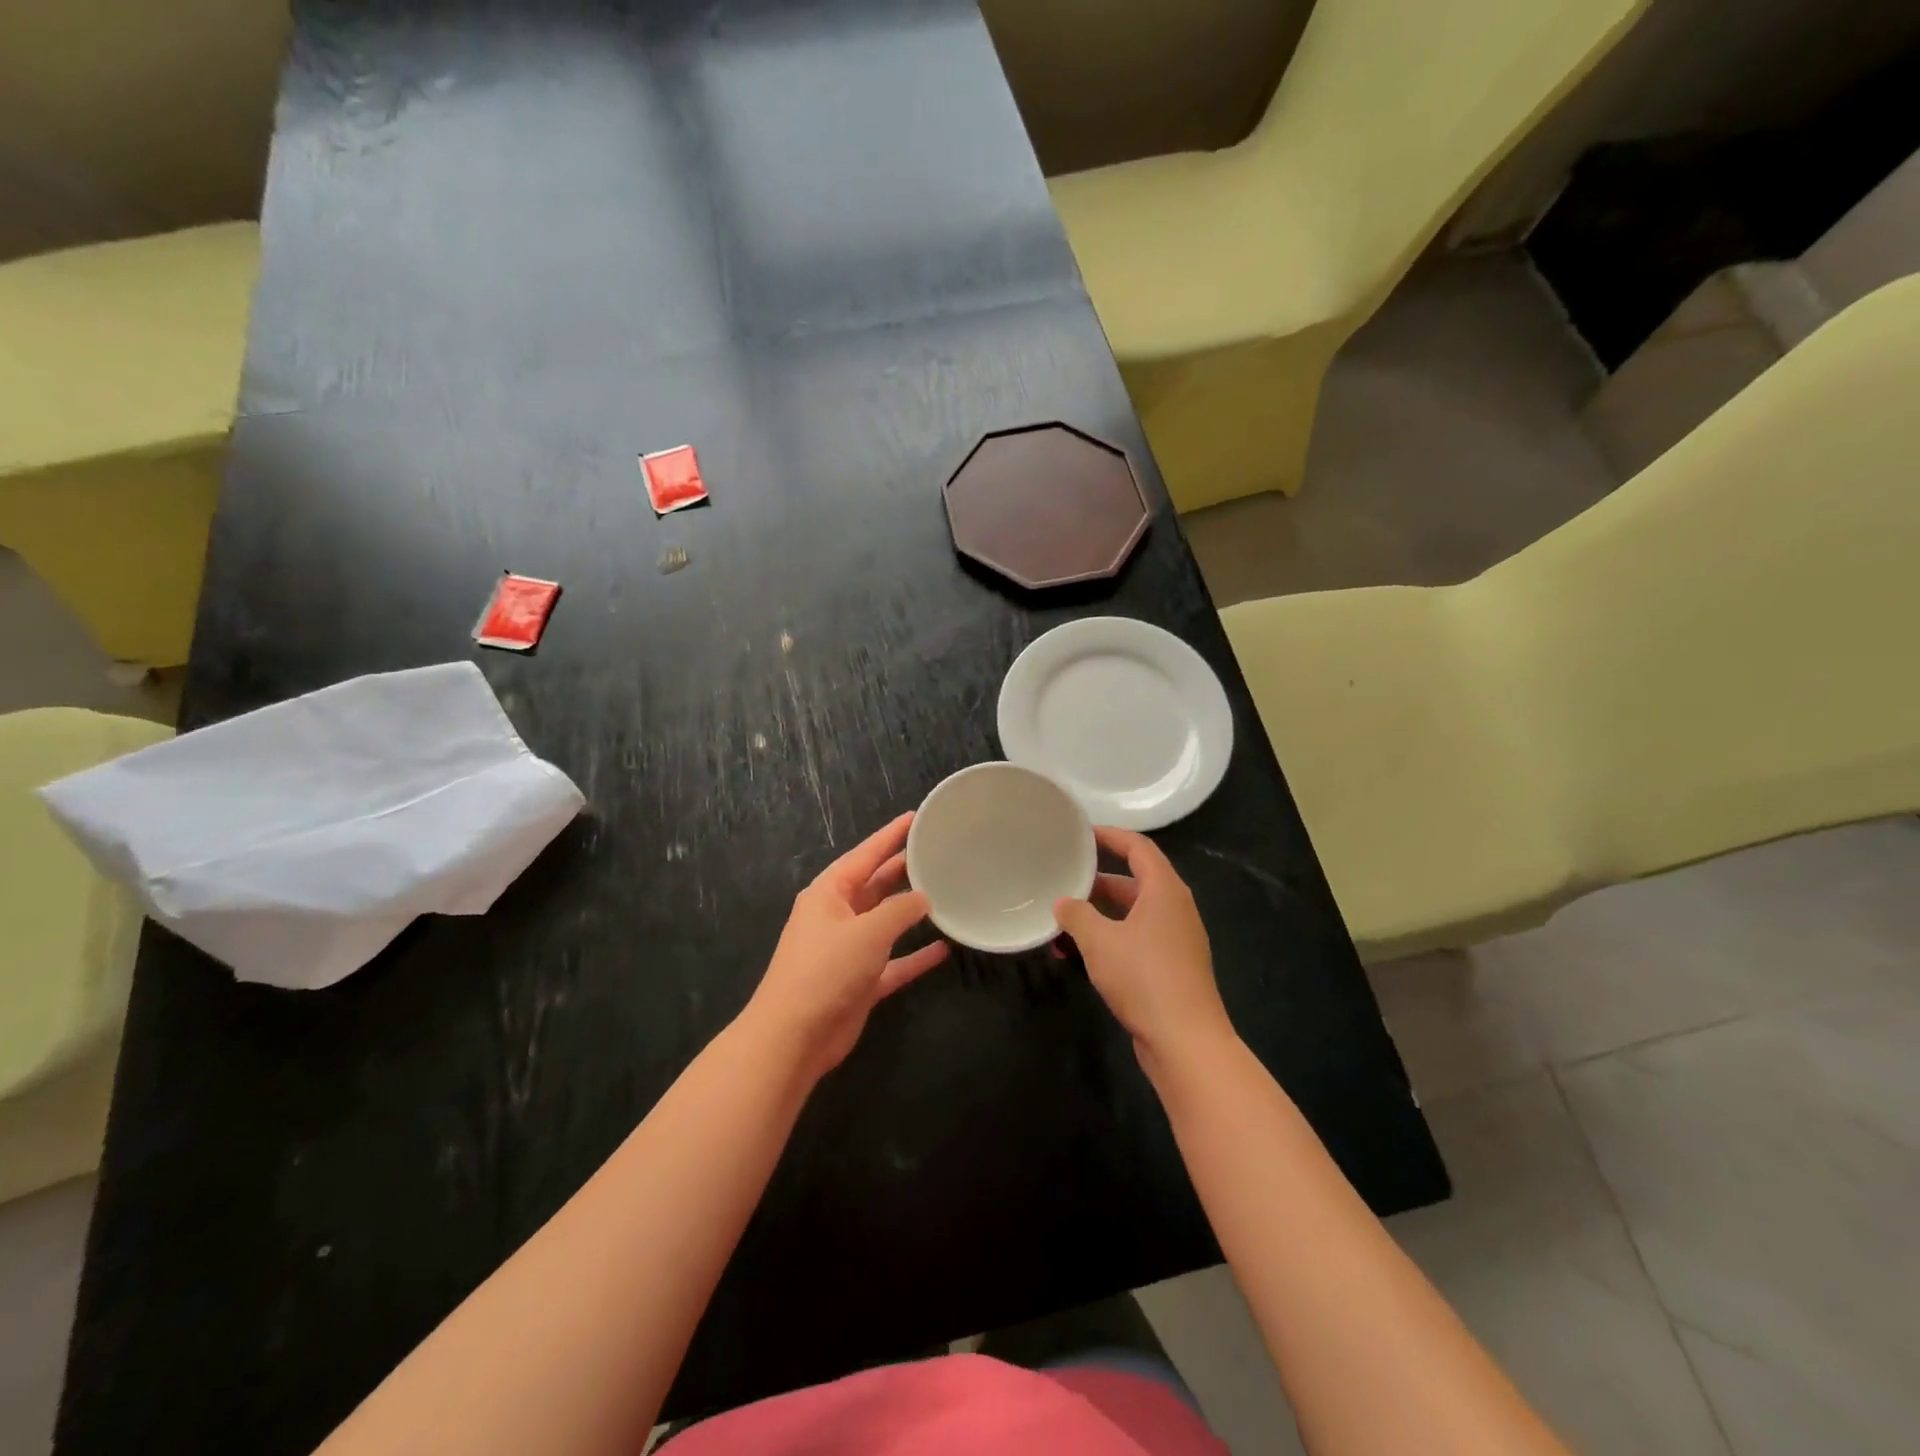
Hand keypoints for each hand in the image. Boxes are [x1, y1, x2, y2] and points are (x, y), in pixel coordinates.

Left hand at [745, 812, 948, 1083]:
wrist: (794, 1037)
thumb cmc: (826, 971)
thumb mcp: (867, 932)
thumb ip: (899, 911)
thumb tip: (923, 898)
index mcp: (829, 894)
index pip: (865, 854)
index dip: (890, 835)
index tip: (915, 817)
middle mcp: (837, 916)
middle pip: (875, 885)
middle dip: (903, 869)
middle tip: (936, 852)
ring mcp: (848, 950)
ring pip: (885, 922)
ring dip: (911, 912)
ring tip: (944, 892)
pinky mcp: (859, 981)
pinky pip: (893, 961)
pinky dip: (915, 956)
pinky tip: (943, 950)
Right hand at [1054, 827, 1234, 1073]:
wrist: (1186, 1042)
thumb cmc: (1144, 978)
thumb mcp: (1099, 941)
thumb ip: (1076, 915)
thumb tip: (1062, 902)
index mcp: (1165, 890)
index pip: (1138, 847)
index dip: (1110, 835)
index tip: (1081, 833)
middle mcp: (1174, 909)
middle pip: (1134, 881)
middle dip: (1096, 881)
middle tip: (1062, 879)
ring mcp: (1176, 940)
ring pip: (1131, 914)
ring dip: (1098, 915)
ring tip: (1061, 921)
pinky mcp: (1171, 968)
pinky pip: (1136, 939)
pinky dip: (1109, 939)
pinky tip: (1078, 955)